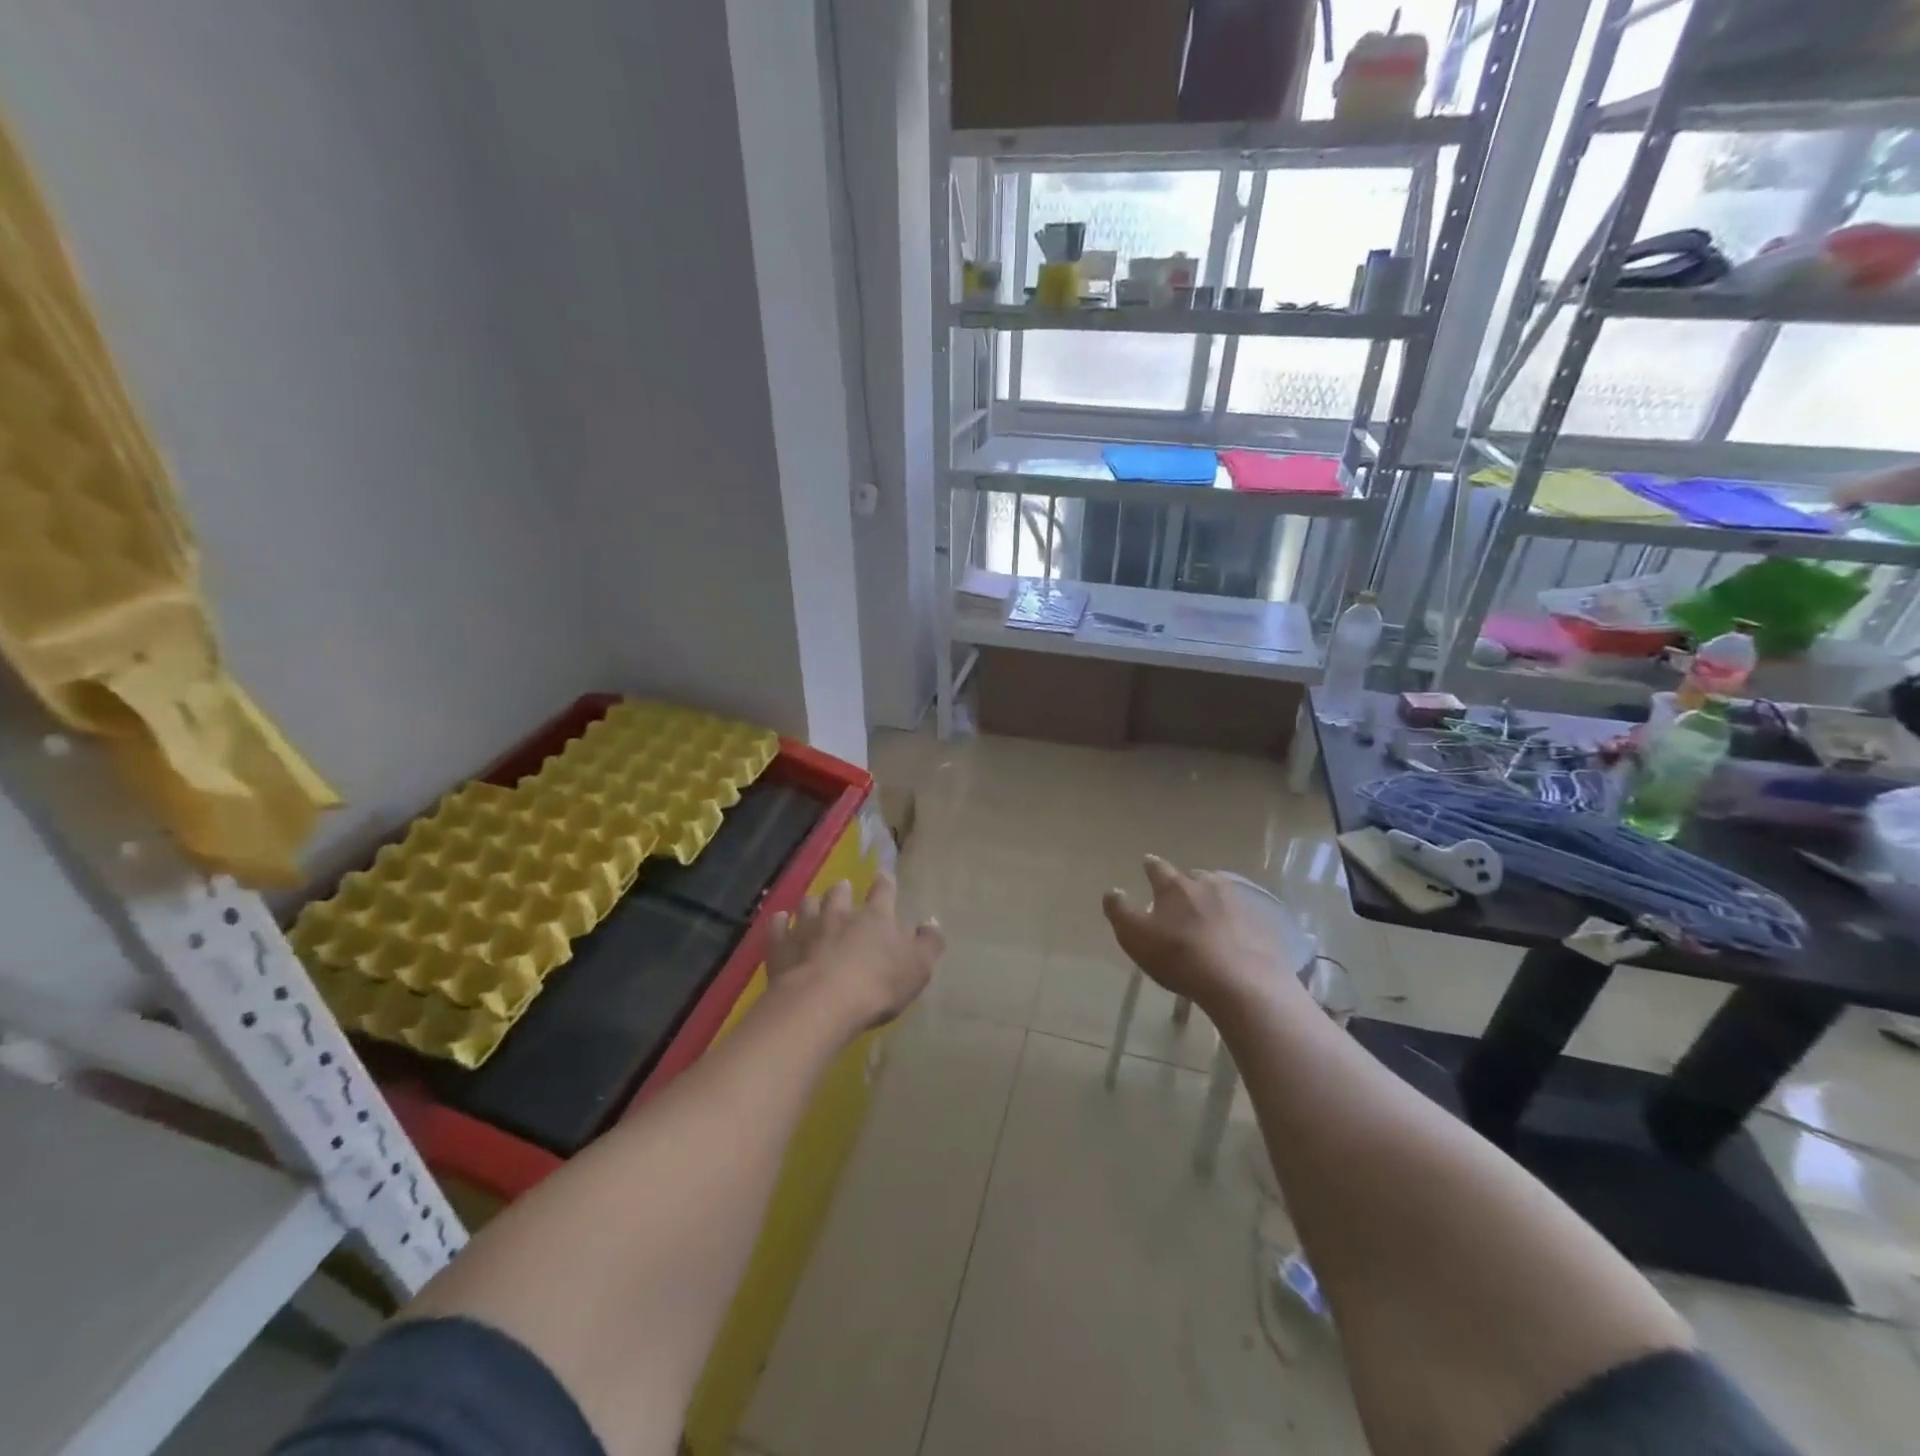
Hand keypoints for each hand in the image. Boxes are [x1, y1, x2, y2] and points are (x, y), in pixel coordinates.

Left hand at [767, 874, 941, 1032]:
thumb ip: (928, 944)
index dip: (885, 882)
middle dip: (842, 889)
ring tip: (813, 905)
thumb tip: (931, 923)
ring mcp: (807, 927)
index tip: (883, 875)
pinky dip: (779, 922)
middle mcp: (840, 913)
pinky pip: (778, 926)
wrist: (822, 1003)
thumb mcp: (917, 968)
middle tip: (843, 889)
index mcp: (876, 916)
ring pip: (808, 904)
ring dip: (812, 904)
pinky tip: (779, 921)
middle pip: (839, 892)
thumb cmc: (877, 985)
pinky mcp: (781, 946)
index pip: (883, 890)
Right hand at [1102, 856, 1298, 1012]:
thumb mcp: (1135, 936)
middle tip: (1179, 896)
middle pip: (1193, 877)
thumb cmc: (1179, 956)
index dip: (1151, 866)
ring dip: (1211, 899)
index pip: (1158, 868)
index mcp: (1174, 886)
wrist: (1241, 981)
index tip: (1147, 863)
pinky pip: (1243, 916)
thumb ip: (1119, 911)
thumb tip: (1112, 891)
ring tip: (1207, 914)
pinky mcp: (1260, 923)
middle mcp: (1206, 884)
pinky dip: (1234, 921)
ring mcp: (1238, 902)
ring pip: (1220, 892)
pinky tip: (1232, 936)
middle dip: (1185, 883)